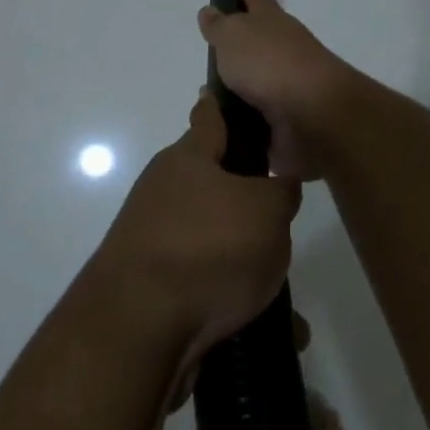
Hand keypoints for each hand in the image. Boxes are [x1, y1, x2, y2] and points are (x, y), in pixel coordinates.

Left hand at [93, 89, 299, 366]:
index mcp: (188, 159)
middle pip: (215, 185)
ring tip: (289, 299)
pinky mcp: (154, 287)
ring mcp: (155, 239)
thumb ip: (280, 191)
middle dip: (250, 202)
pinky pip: (207, 287)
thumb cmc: (208, 248)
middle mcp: (165, 191)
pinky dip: (237, 303)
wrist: (139, 328)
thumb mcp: (267, 211)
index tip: (239, 97)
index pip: (210, 117)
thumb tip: (277, 185)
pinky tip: (271, 332)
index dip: (225, 105)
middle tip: (286, 220)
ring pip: (215, 242)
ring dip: (249, 264)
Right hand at [197, 0, 353, 180]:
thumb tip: (210, 12)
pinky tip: (219, 127)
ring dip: (237, 88)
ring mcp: (287, 87)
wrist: (314, 117)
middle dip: (238, 45)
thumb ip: (219, 26)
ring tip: (207, 97)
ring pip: (256, 83)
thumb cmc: (270, 64)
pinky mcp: (286, 122)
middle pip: (258, 41)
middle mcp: (283, 49)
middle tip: (210, 51)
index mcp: (271, 21)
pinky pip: (255, 119)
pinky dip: (240, 122)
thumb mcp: (233, 36)